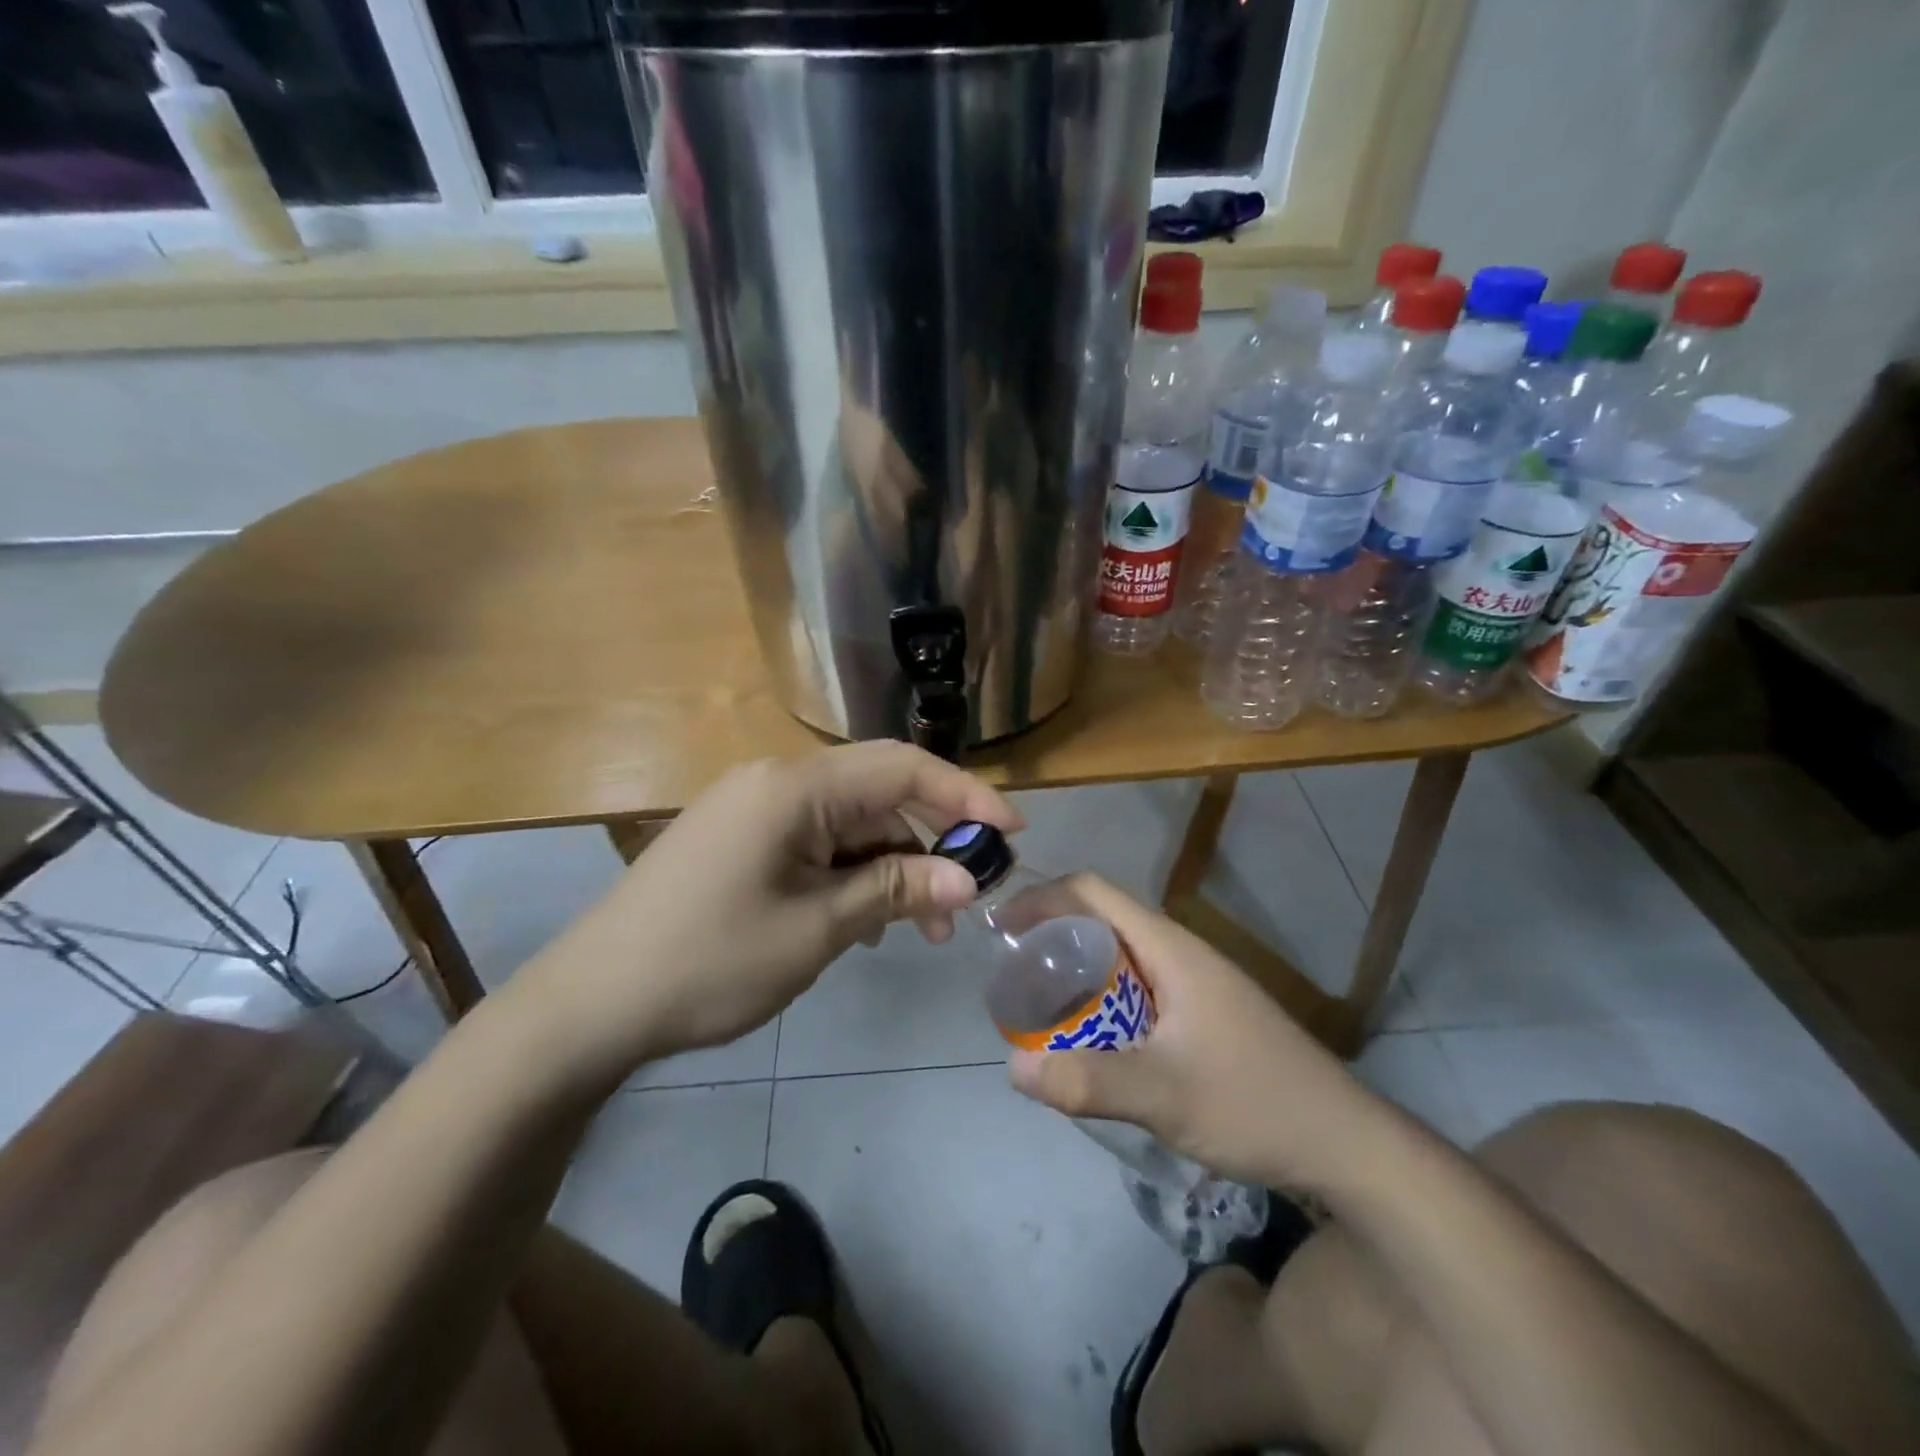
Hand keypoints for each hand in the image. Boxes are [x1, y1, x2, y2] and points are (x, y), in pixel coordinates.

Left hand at [515, 742, 1022, 1078]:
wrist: (592, 1003)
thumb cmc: (710, 962)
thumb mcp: (817, 928)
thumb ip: (896, 890)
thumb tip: (968, 878)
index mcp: (795, 787)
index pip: (902, 768)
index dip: (965, 795)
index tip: (1012, 835)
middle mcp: (777, 781)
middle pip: (880, 792)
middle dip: (932, 839)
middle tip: (969, 898)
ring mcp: (756, 810)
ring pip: (852, 822)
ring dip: (895, 865)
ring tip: (922, 928)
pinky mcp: (743, 839)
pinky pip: (819, 841)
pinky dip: (855, 872)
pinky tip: (869, 919)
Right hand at [1006, 875, 1390, 1189]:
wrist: (1344, 1144)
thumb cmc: (1254, 1103)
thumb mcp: (1164, 1095)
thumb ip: (1088, 1081)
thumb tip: (1012, 1066)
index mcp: (1169, 947)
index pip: (1092, 892)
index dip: (1041, 898)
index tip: (1000, 929)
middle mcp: (1179, 952)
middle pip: (1101, 921)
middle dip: (1051, 940)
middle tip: (1015, 981)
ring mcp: (1195, 983)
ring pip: (1119, 958)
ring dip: (1077, 974)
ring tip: (1042, 1013)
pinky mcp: (1203, 1014)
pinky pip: (1137, 989)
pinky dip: (1102, 1000)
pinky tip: (1094, 1043)